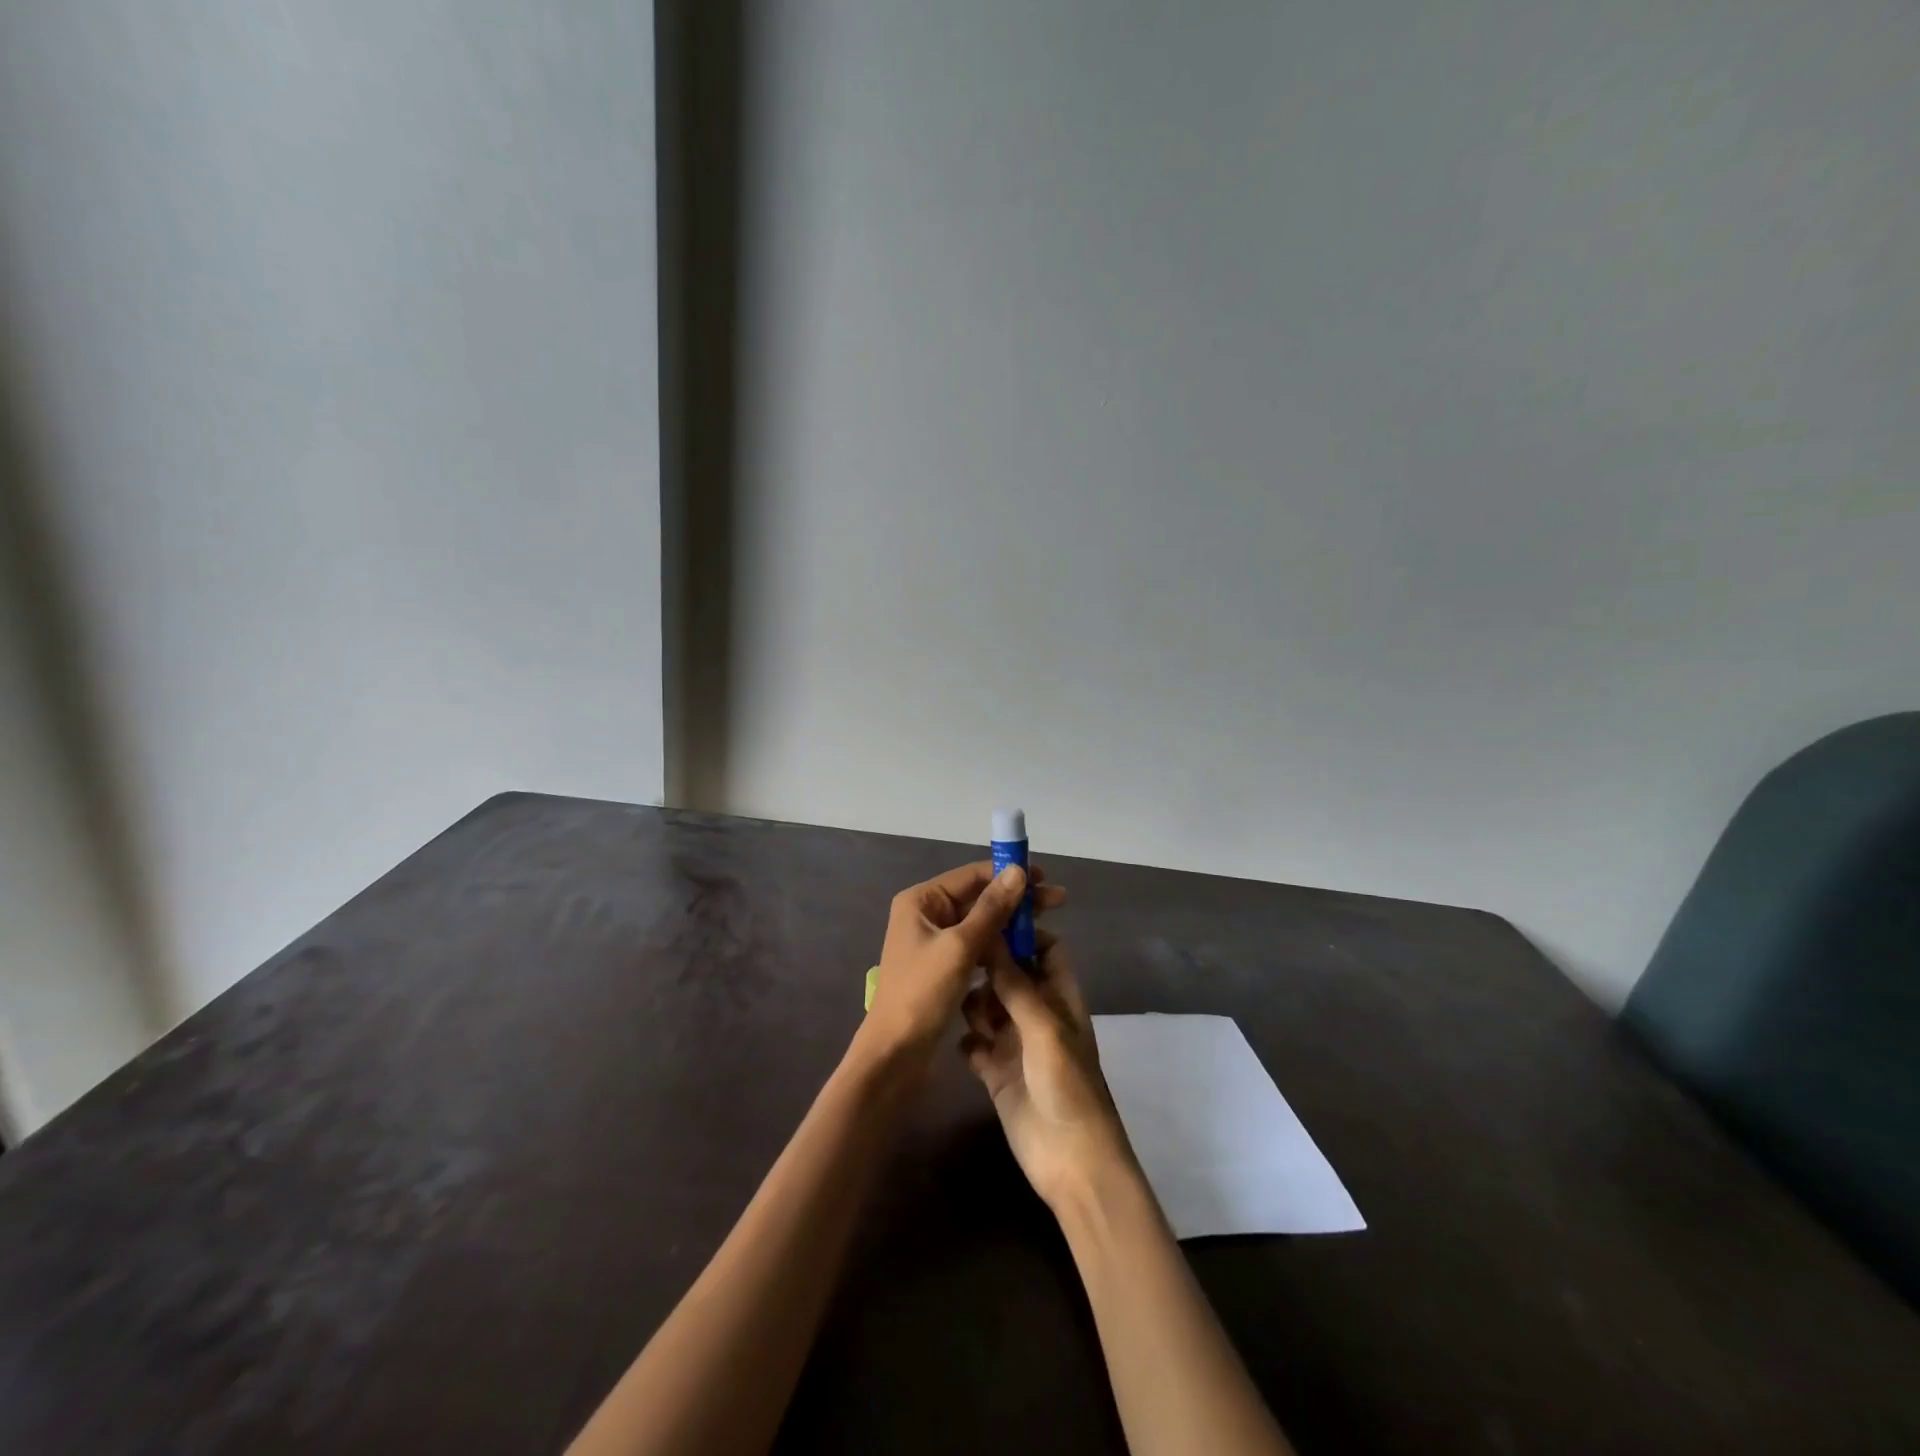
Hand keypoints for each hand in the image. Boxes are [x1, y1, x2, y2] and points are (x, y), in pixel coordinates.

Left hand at [857, 861, 1065, 1073]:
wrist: (894, 1053)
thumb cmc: (923, 993)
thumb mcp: (961, 947)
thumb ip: (991, 908)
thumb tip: (1018, 871)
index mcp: (922, 901)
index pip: (972, 875)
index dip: (1009, 874)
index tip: (1045, 878)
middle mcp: (925, 914)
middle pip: (978, 897)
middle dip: (1016, 899)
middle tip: (1058, 901)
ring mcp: (933, 942)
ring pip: (979, 923)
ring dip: (1010, 923)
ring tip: (1047, 926)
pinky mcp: (942, 967)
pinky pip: (975, 946)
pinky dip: (999, 945)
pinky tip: (1025, 950)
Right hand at [960, 933, 1134, 1211]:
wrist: (1071, 1161)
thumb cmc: (1067, 1085)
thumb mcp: (1043, 1027)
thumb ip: (1014, 983)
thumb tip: (991, 935)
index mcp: (1059, 996)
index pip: (1045, 949)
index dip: (1022, 933)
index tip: (987, 920)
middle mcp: (1036, 1013)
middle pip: (1009, 974)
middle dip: (987, 968)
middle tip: (957, 962)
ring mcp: (1014, 1043)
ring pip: (986, 1006)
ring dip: (973, 1005)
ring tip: (960, 1010)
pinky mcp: (995, 1071)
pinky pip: (973, 1044)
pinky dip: (967, 1042)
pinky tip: (964, 1047)